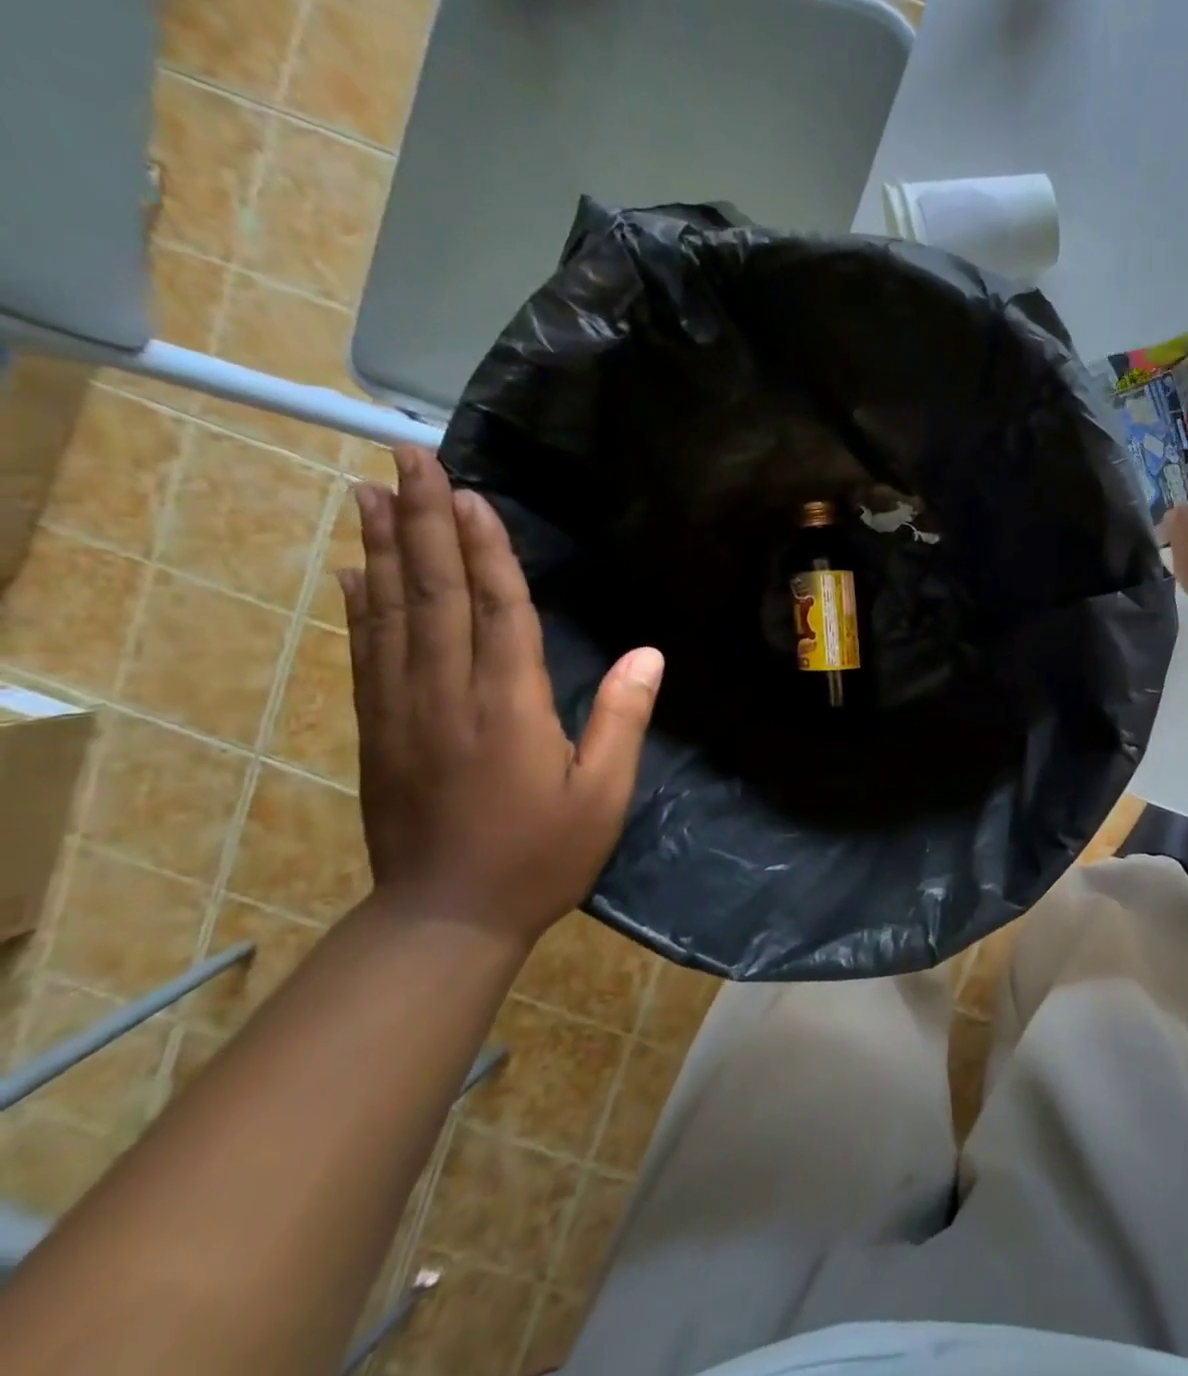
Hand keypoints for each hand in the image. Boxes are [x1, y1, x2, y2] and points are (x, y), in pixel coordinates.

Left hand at [341, 447, 663, 946]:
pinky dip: (358, 605)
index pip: (497, 610)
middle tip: (406, 457)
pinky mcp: (377, 729)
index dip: (485, 549)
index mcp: (508, 707)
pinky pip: (366, 654)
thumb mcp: (603, 795)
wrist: (446, 917)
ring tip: (372, 491)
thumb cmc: (541, 855)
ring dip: (383, 549)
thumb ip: (622, 719)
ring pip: (389, 613)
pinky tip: (352, 570)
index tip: (471, 493)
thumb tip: (648, 653)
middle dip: (424, 522)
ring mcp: (402, 710)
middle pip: (433, 594)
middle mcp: (447, 694)